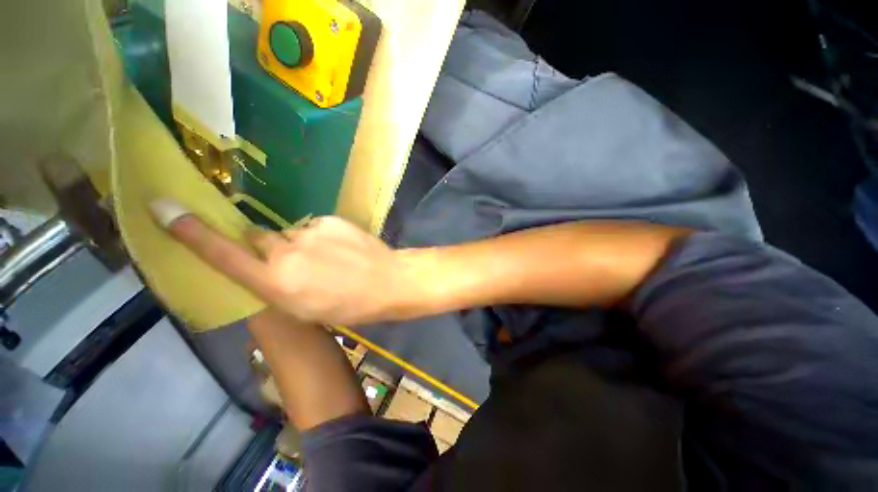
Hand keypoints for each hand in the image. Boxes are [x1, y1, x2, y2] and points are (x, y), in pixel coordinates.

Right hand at [149, 198, 425, 325]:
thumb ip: (274, 286)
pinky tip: (342, 250)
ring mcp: (311, 232)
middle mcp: (287, 253)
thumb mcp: (305, 310)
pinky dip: (322, 237)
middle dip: (268, 249)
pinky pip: (315, 227)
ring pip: (289, 233)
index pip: (223, 255)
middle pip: (258, 239)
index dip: (192, 234)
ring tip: (329, 260)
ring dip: (299, 244)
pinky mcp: (330, 220)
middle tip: (300, 264)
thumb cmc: (350, 306)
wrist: (388, 281)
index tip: (163, 208)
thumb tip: (260, 265)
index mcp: (277, 283)